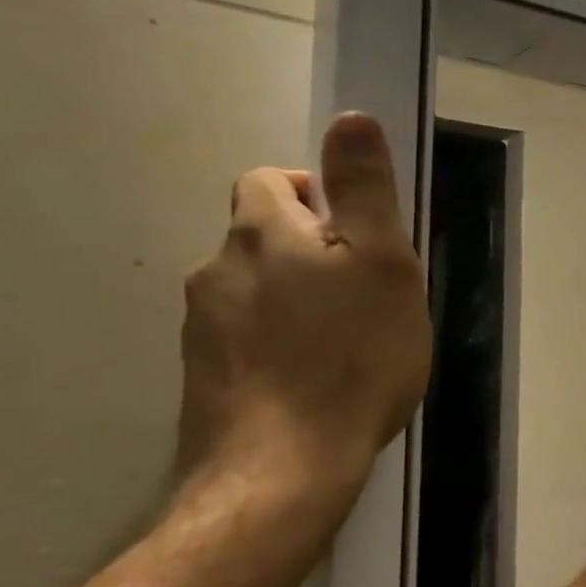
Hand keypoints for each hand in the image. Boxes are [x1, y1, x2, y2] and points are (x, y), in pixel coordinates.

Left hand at [177, 113, 431, 520]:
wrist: (283, 469)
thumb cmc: (352, 355)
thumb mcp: (383, 261)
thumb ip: (364, 188)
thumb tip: (350, 117)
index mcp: (261, 234)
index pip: (269, 181)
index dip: (314, 193)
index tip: (358, 234)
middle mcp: (217, 271)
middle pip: (261, 237)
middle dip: (311, 250)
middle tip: (366, 291)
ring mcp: (202, 329)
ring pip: (255, 289)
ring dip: (296, 297)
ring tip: (346, 339)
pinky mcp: (203, 378)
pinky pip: (246, 337)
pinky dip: (278, 341)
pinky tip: (315, 377)